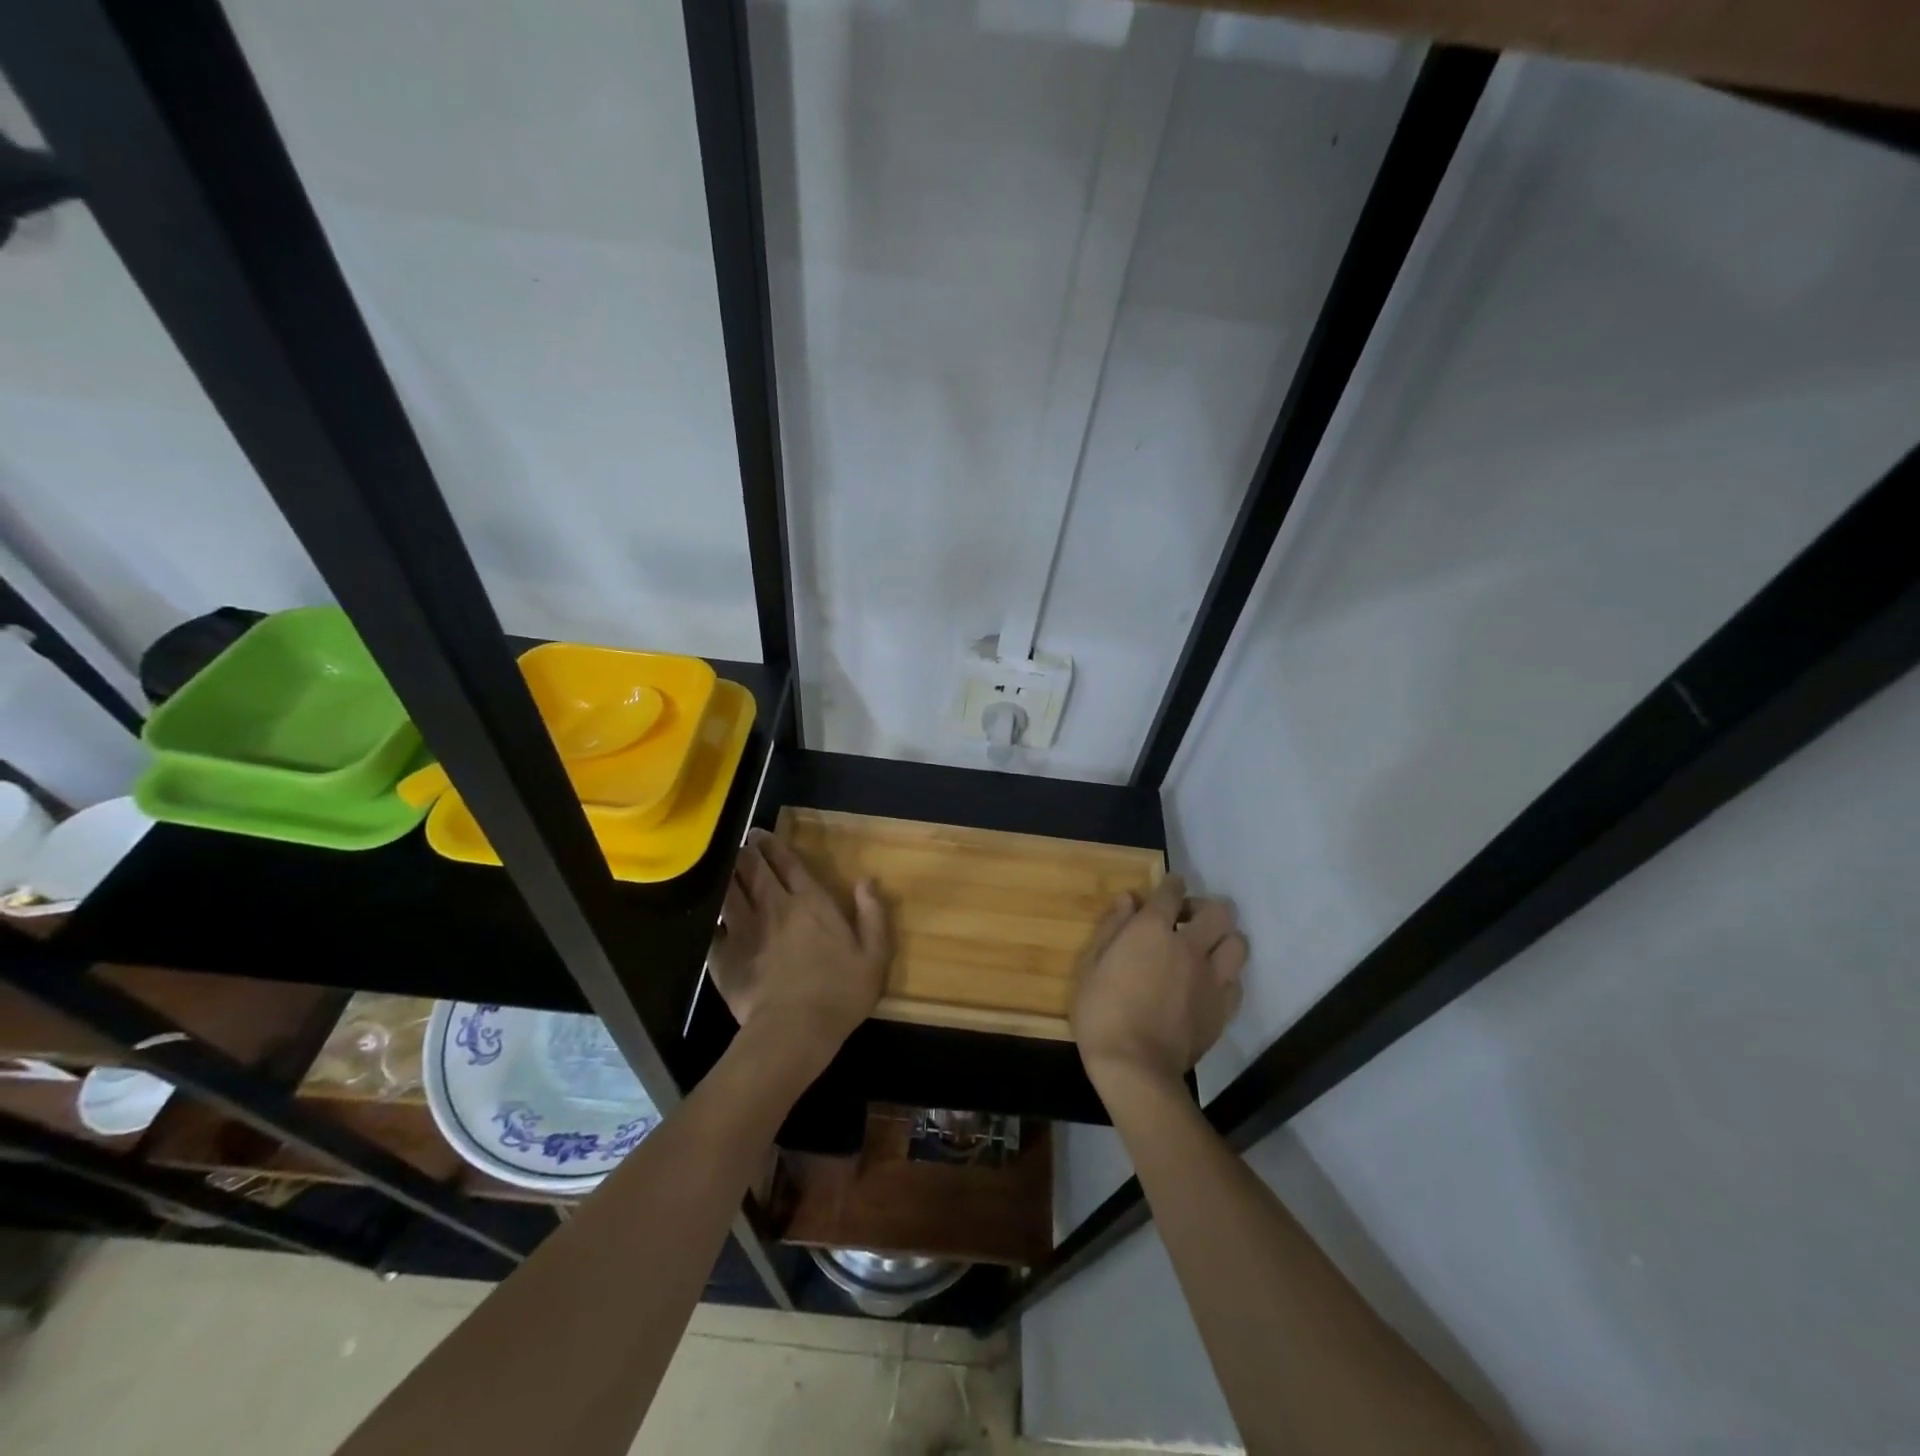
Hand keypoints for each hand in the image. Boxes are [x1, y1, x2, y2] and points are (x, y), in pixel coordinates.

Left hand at [710, 828, 889, 1072]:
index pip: (788, 863)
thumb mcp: (874, 955)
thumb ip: (873, 914)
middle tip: (743, 844)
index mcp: (810, 902)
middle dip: (748, 852)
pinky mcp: (724, 957)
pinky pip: (713, 928)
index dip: (774, 846)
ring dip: (728, 875)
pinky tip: (709, 914)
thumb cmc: (839, 992)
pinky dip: (711, 916)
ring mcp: (744, 930)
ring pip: (730, 891)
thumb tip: (867, 881)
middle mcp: (774, 906)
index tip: (761, 834)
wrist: (793, 1031)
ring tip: (725, 866)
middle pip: (755, 870)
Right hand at [1070, 873, 1248, 1095]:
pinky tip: (1209, 984)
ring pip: (1238, 943)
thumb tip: (1129, 899)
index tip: (1168, 887)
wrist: (1135, 1068)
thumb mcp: (1090, 965)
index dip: (1171, 884)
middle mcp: (1190, 946)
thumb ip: (1112, 927)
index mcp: (1152, 930)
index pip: (1172, 890)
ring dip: (1223, 939)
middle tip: (1187, 920)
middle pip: (1219, 911)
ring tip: (1205, 950)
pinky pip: (1238, 982)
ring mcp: (1212, 979)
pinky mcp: (1223, 1009)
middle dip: (1205, 908)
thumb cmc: (1101, 1013)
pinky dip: (1226, 976)